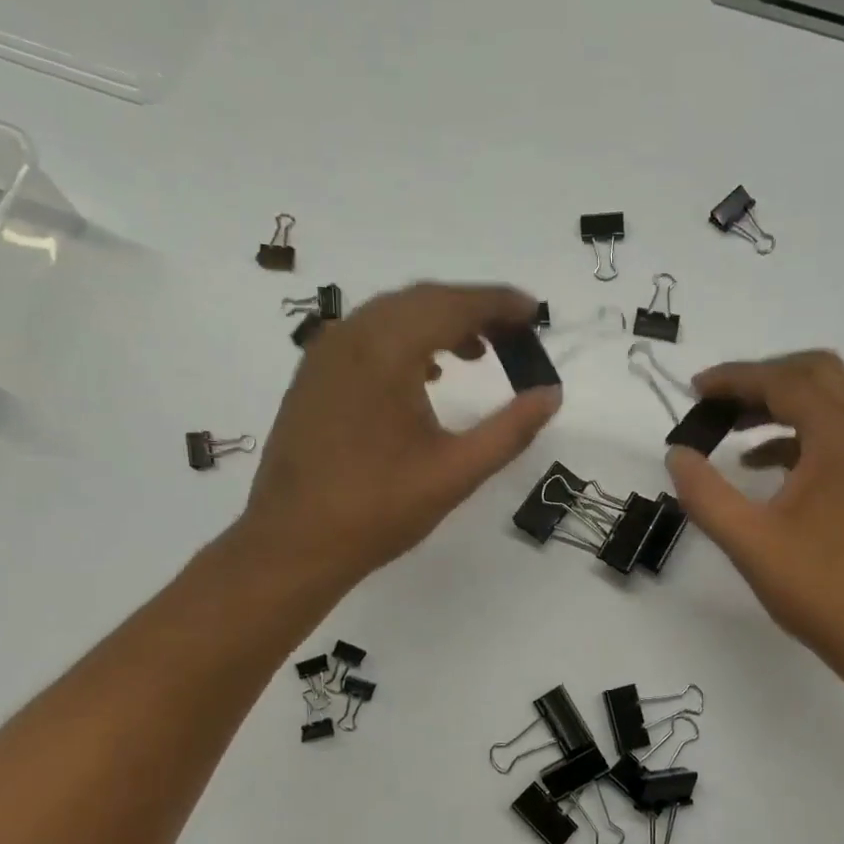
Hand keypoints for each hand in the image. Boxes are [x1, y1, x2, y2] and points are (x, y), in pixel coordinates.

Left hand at [231, 283, 560, 593]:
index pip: (453, 305)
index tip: (535, 312)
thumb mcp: (457, 472)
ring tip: (479, 352)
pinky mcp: (313, 376)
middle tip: (516, 333)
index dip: (499, 303)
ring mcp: (324, 354)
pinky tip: (427, 372)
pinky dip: (406, 338)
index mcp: (386, 351)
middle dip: (473, 308)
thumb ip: (511, 429)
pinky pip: (367, 335)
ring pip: (392, 314)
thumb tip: (551, 394)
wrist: (292, 544)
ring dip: (439, 321)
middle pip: (422, 299)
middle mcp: (351, 337)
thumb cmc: (378, 509)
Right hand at [664, 351, 843, 685]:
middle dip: (764, 379)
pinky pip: (841, 435)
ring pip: (833, 403)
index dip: (735, 379)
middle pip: (817, 373)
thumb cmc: (823, 588)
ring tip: (733, 429)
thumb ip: (705, 493)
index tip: (694, 390)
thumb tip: (677, 455)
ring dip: (783, 405)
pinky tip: (764, 466)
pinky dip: (801, 435)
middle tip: (719, 401)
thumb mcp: (750, 541)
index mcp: (843, 436)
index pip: (785, 381)